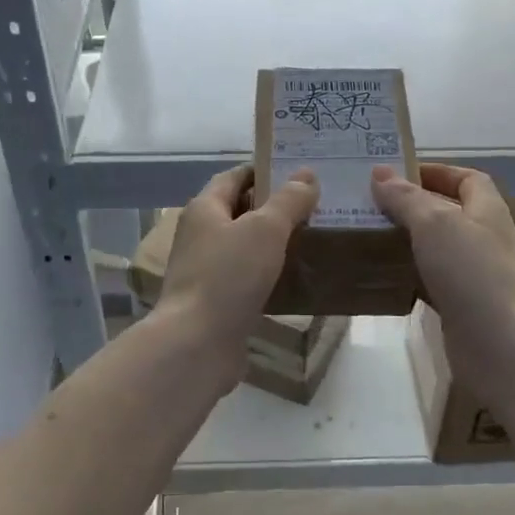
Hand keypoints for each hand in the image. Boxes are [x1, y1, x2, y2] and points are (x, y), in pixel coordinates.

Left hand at [155, 165, 317, 379]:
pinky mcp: (219, 302)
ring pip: (247, 248)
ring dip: (276, 244)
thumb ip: (288, 201)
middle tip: (318, 205)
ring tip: (316, 239)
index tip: (300, 172)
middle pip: (241, 211)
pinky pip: (250, 279)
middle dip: (276, 207)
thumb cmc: (228, 275)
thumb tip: (306, 175)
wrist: (197, 344)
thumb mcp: (265, 229)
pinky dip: (272, 275)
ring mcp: (208, 271)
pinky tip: (300, 279)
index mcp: (205, 209)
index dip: (264, 170)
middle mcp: (201, 236)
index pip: (234, 177)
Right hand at [372, 163, 514, 365]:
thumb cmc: (470, 271)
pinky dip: (408, 275)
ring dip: (406, 240)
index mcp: (486, 210)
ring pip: (435, 247)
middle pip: (448, 211)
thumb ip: (406, 198)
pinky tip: (381, 274)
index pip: (467, 178)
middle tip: (372, 204)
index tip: (399, 173)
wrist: (499, 344)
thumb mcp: (434, 223)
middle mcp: (483, 237)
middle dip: (412, 206)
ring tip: (368, 234)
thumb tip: (380, 172)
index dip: (437, 171)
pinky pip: (430, 280)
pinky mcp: (461, 304)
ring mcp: (473, 273)